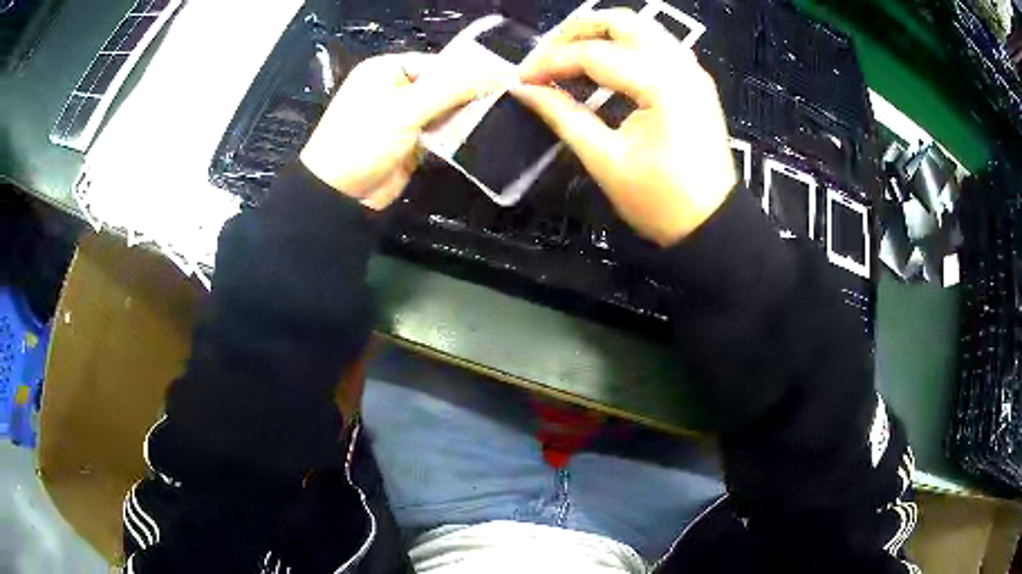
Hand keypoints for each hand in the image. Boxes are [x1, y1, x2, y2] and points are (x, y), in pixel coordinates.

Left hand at [300, 53, 497, 209]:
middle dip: (471, 95)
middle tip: (508, 101)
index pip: (438, 63)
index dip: (470, 70)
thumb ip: (451, 89)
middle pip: (444, 85)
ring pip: (446, 110)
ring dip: (467, 117)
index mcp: (387, 70)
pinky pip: (442, 133)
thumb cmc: (363, 141)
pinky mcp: (412, 143)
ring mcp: (404, 117)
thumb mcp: (405, 109)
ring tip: (503, 117)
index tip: (505, 79)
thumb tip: (497, 74)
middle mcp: (396, 89)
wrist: (338, 196)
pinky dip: (458, 136)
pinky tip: (482, 136)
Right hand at [515, 10, 735, 245]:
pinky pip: (655, 44)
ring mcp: (692, 70)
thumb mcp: (605, 160)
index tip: (521, 78)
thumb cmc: (661, 202)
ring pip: (640, 27)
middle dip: (575, 32)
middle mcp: (680, 65)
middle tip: (544, 56)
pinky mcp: (694, 80)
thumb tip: (525, 90)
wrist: (712, 224)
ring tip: (567, 56)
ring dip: (600, 33)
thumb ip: (563, 116)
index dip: (551, 62)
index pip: (594, 55)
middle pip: (621, 22)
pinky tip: (603, 64)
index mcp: (661, 85)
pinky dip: (624, 45)